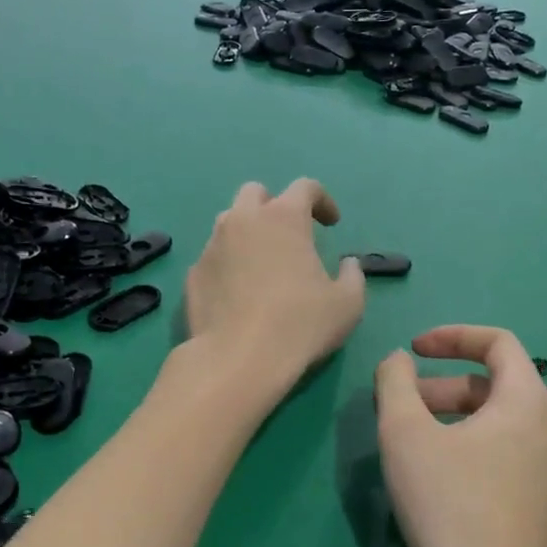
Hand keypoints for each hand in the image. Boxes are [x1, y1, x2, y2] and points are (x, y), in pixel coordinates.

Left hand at [184, 179, 364, 387]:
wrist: (238, 359)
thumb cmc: (301, 325)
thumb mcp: (348, 304)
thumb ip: (353, 276)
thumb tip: (348, 264)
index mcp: (283, 217)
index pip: (305, 187)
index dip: (322, 200)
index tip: (331, 223)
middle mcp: (243, 220)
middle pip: (256, 193)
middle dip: (274, 206)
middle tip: (289, 235)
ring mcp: (213, 245)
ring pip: (228, 222)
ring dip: (247, 232)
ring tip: (261, 262)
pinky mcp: (194, 273)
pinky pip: (214, 256)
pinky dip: (228, 263)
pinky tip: (238, 292)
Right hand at [375, 326, 546, 546]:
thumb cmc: (446, 504)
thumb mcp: (404, 433)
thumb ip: (396, 382)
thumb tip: (399, 360)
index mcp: (529, 403)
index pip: (499, 343)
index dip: (453, 337)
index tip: (415, 351)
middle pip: (499, 389)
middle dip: (447, 389)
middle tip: (406, 409)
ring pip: (509, 429)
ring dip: (463, 424)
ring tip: (424, 448)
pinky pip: (520, 465)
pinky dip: (485, 456)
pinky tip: (455, 490)